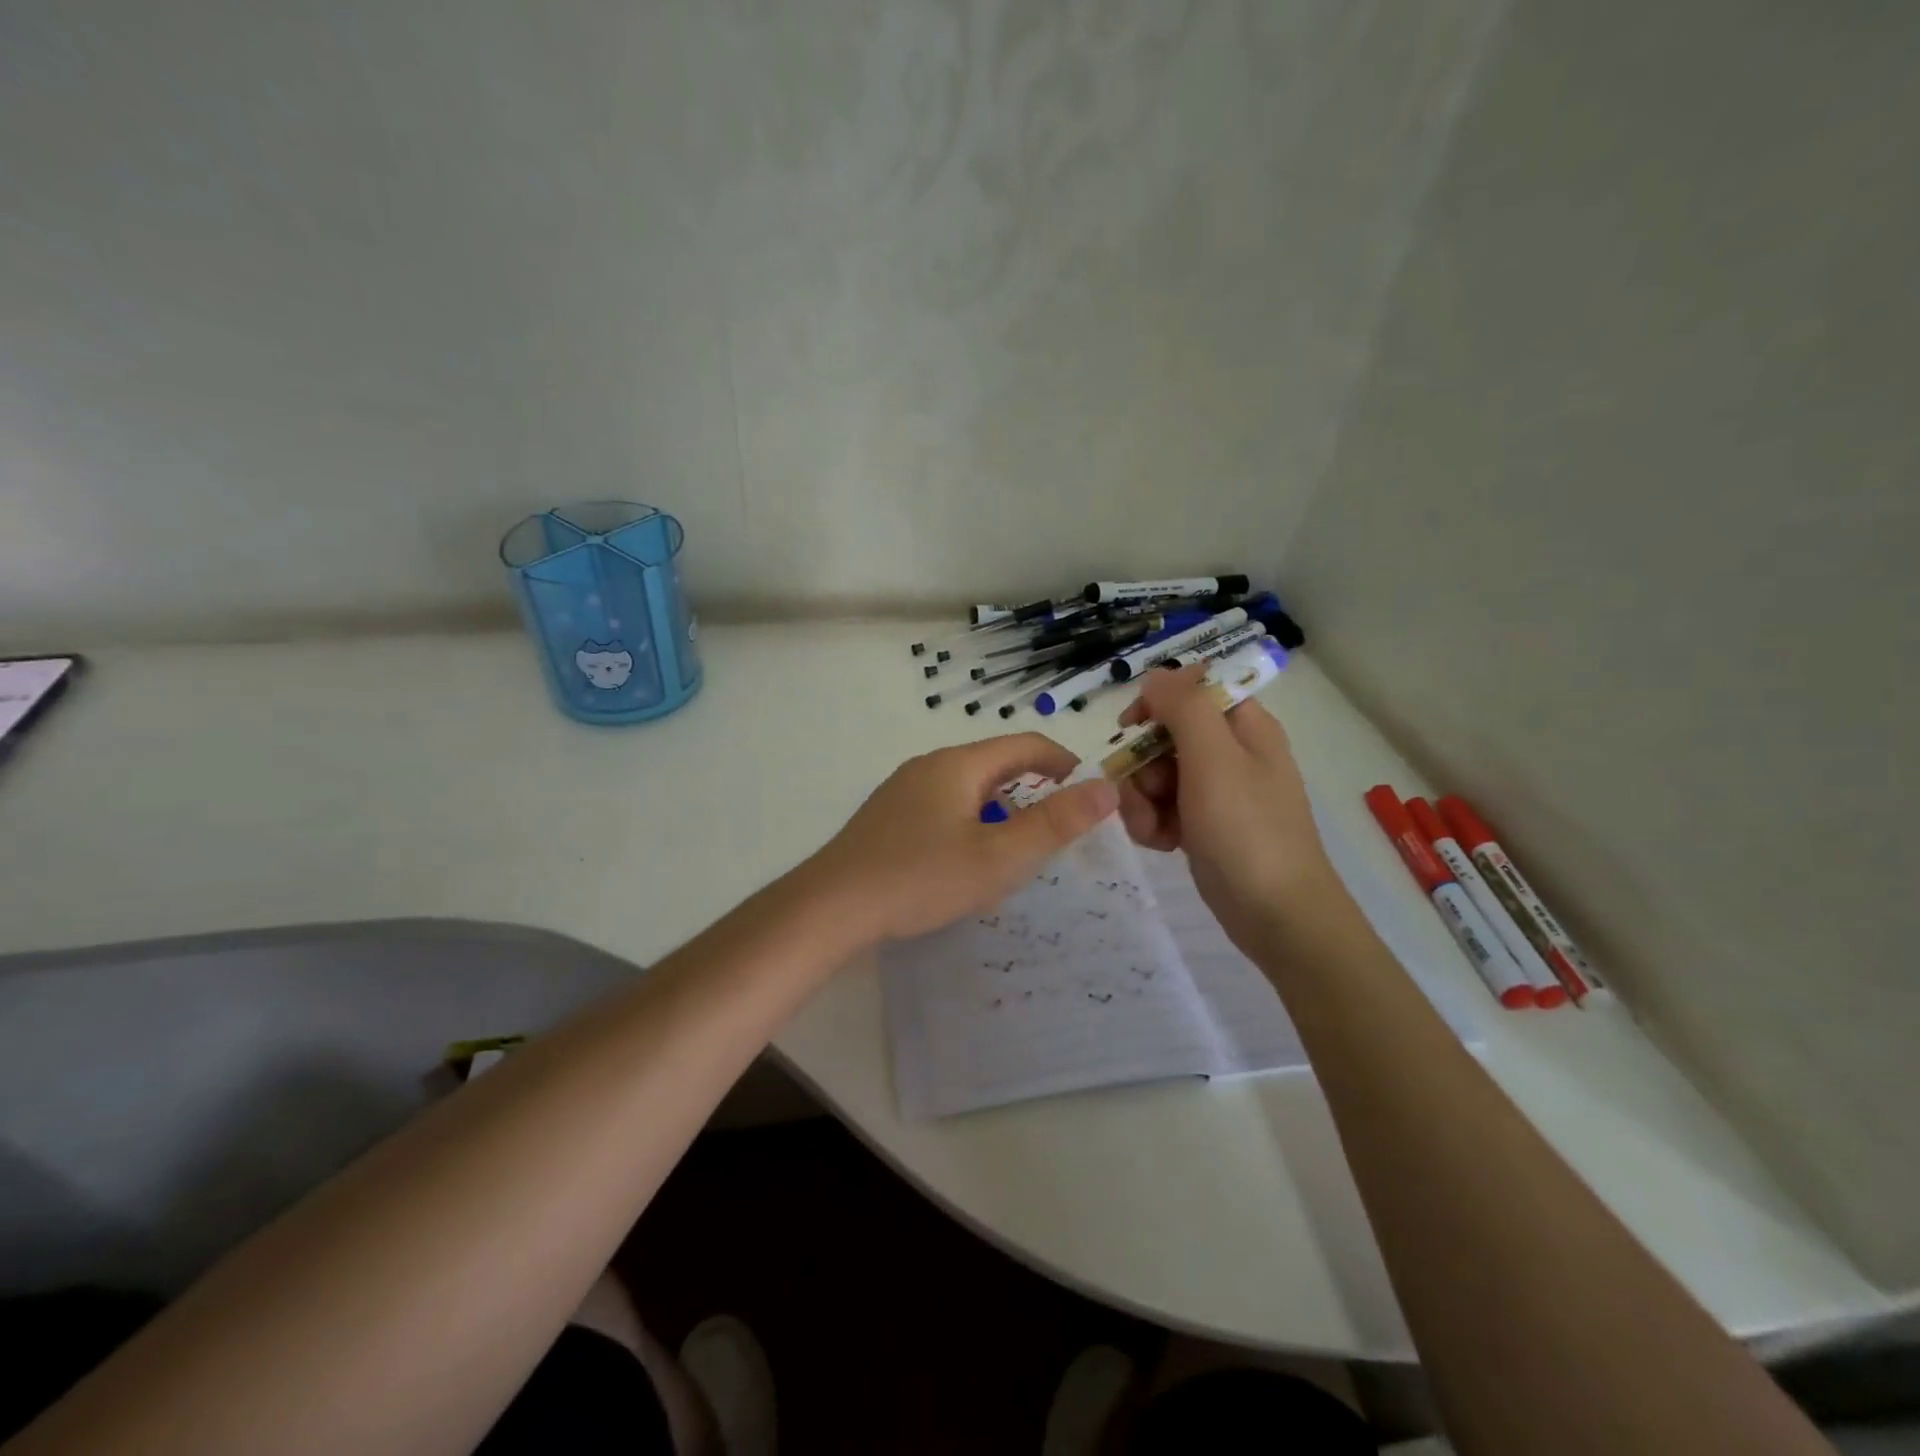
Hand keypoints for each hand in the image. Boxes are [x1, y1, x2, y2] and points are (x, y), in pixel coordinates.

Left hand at [812, 734, 1120, 942]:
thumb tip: (1107, 788)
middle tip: (1055, 826)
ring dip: (998, 808)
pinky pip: (941, 807)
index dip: (1062, 761)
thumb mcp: (999, 856)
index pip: (1023, 744)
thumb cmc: (921, 877)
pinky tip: (962, 860)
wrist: (832, 906)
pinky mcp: (886, 817)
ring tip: (1013, 847)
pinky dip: (968, 822)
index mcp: (958, 765)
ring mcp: (901, 790)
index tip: (1087, 789)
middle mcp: (929, 766)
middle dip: (1030, 787)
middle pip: (993, 764)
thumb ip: (1055, 823)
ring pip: (965, 788)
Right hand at [1116, 665, 1341, 950]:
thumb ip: (1183, 707)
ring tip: (1154, 830)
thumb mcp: (1214, 758)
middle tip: (1149, 792)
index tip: (1132, 728)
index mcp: (1244, 726)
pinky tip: (1161, 844)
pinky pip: (1161, 809)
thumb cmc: (1247, 830)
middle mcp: (1230, 753)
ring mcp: (1215, 793)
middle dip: (1143, 764)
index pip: (1191, 690)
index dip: (1157, 703)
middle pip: (1165, 735)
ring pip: (1155, 775)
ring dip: (1142, 800)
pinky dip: (1153, 824)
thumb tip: (1156, 676)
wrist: (1276, 916)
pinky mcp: (1202, 826)